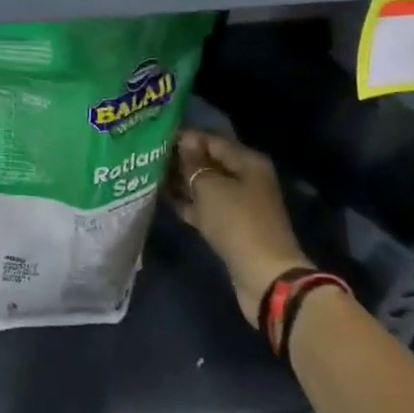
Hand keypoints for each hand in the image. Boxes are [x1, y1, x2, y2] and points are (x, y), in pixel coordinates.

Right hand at [168, 129, 307, 325]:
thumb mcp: (210, 187)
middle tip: (150, 157)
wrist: (263, 275)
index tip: (156, 137)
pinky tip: (164, 198)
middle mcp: (246, 178)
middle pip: (210, 163)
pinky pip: (206, 208)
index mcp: (248, 162)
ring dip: (183, 182)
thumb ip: (194, 162)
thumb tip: (185, 139)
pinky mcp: (231, 226)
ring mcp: (240, 204)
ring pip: (206, 186)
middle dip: (182, 160)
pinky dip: (189, 203)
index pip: (212, 140)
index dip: (185, 138)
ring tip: (151, 175)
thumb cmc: (237, 222)